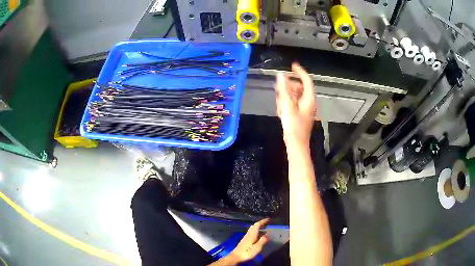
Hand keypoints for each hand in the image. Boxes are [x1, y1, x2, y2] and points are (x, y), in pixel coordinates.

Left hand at [228, 218, 268, 263]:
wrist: (236, 256)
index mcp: (252, 234)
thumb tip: (267, 234)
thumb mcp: (257, 247)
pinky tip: (259, 236)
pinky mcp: (245, 240)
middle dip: (261, 223)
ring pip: (253, 229)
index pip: (257, 225)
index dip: (263, 221)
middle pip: (254, 226)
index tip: (268, 219)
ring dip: (258, 227)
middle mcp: (248, 234)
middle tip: (267, 223)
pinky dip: (257, 231)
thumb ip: (262, 240)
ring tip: (265, 228)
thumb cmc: (247, 252)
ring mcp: (246, 237)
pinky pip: (252, 233)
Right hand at [275, 63, 315, 149]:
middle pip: (298, 88)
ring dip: (285, 98)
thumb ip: (284, 90)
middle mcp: (308, 102)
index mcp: (309, 99)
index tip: (292, 65)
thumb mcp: (288, 106)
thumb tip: (281, 75)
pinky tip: (281, 112)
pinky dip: (286, 105)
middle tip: (278, 88)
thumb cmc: (294, 126)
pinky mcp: (299, 114)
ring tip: (279, 104)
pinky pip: (292, 104)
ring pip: (294, 97)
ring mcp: (304, 109)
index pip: (306, 80)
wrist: (296, 144)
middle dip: (288, 88)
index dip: (300, 72)